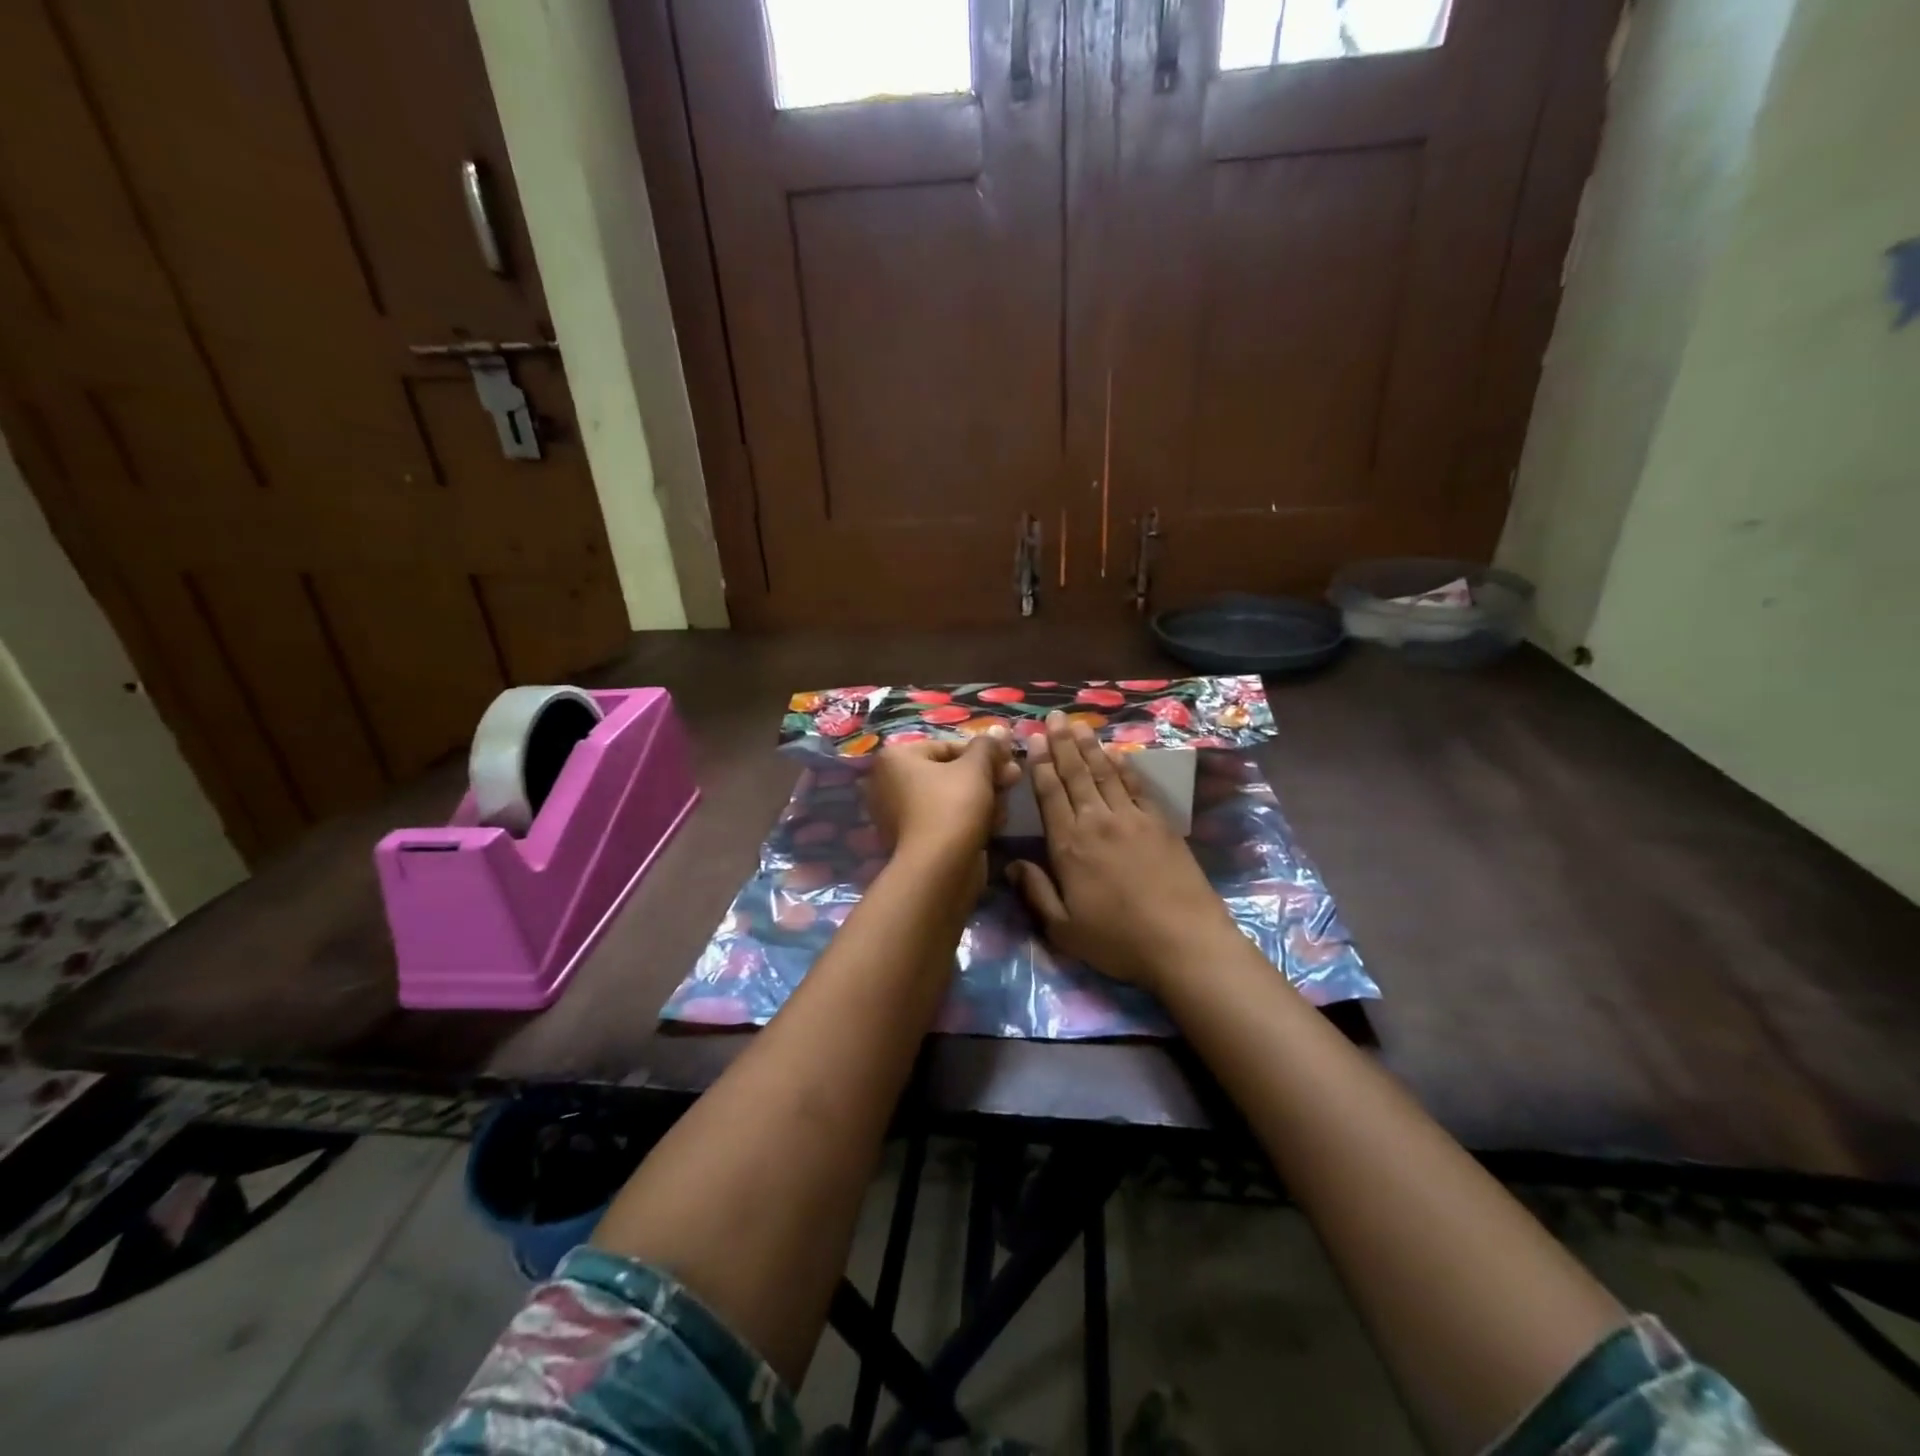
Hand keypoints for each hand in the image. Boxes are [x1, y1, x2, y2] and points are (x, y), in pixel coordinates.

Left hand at [864, 730, 1018, 876]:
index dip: (984, 754)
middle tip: (1013, 782)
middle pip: (951, 772)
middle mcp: (890, 782)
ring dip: (983, 799)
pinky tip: (992, 827)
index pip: (948, 746)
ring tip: (1002, 811)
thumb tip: (1000, 730)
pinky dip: (969, 820)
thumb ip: (988, 746)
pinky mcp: (914, 840)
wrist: (938, 870)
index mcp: (896, 758)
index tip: (1011, 763)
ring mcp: (899, 814)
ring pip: (952, 797)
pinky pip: (946, 819)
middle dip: (986, 777)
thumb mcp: (976, 768)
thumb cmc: (953, 807)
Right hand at [1009, 712, 1235, 991]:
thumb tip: (1012, 865)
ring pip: (1105, 773)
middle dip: (1063, 744)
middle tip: (1054, 717)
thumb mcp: (1064, 929)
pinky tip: (1117, 754)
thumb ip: (1036, 893)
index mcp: (1069, 845)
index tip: (1033, 740)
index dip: (1040, 765)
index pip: (1050, 795)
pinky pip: (1136, 786)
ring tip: (1080, 724)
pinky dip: (1124, 767)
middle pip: (1076, 775)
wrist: (1184, 941)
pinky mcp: (1159, 823)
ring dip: (1091, 747)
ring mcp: (1131, 819)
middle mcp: (1097, 822)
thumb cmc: (1118, 940)